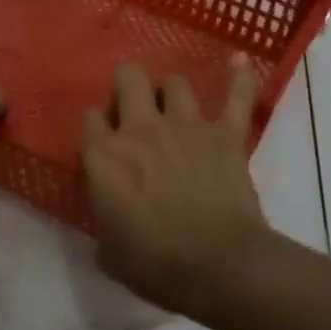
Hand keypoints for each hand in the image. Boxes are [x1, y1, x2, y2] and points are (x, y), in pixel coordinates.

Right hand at [82, 58, 274, 318]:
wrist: (220, 267)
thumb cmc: (157, 265)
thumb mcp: (110, 253)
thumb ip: (103, 223)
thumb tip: (108, 220)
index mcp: (105, 156)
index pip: (90, 120)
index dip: (97, 126)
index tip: (102, 140)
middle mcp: (141, 129)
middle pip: (129, 79)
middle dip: (128, 84)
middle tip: (133, 105)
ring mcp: (186, 126)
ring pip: (176, 83)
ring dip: (173, 93)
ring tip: (175, 105)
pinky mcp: (225, 135)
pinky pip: (236, 98)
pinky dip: (239, 81)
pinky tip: (240, 63)